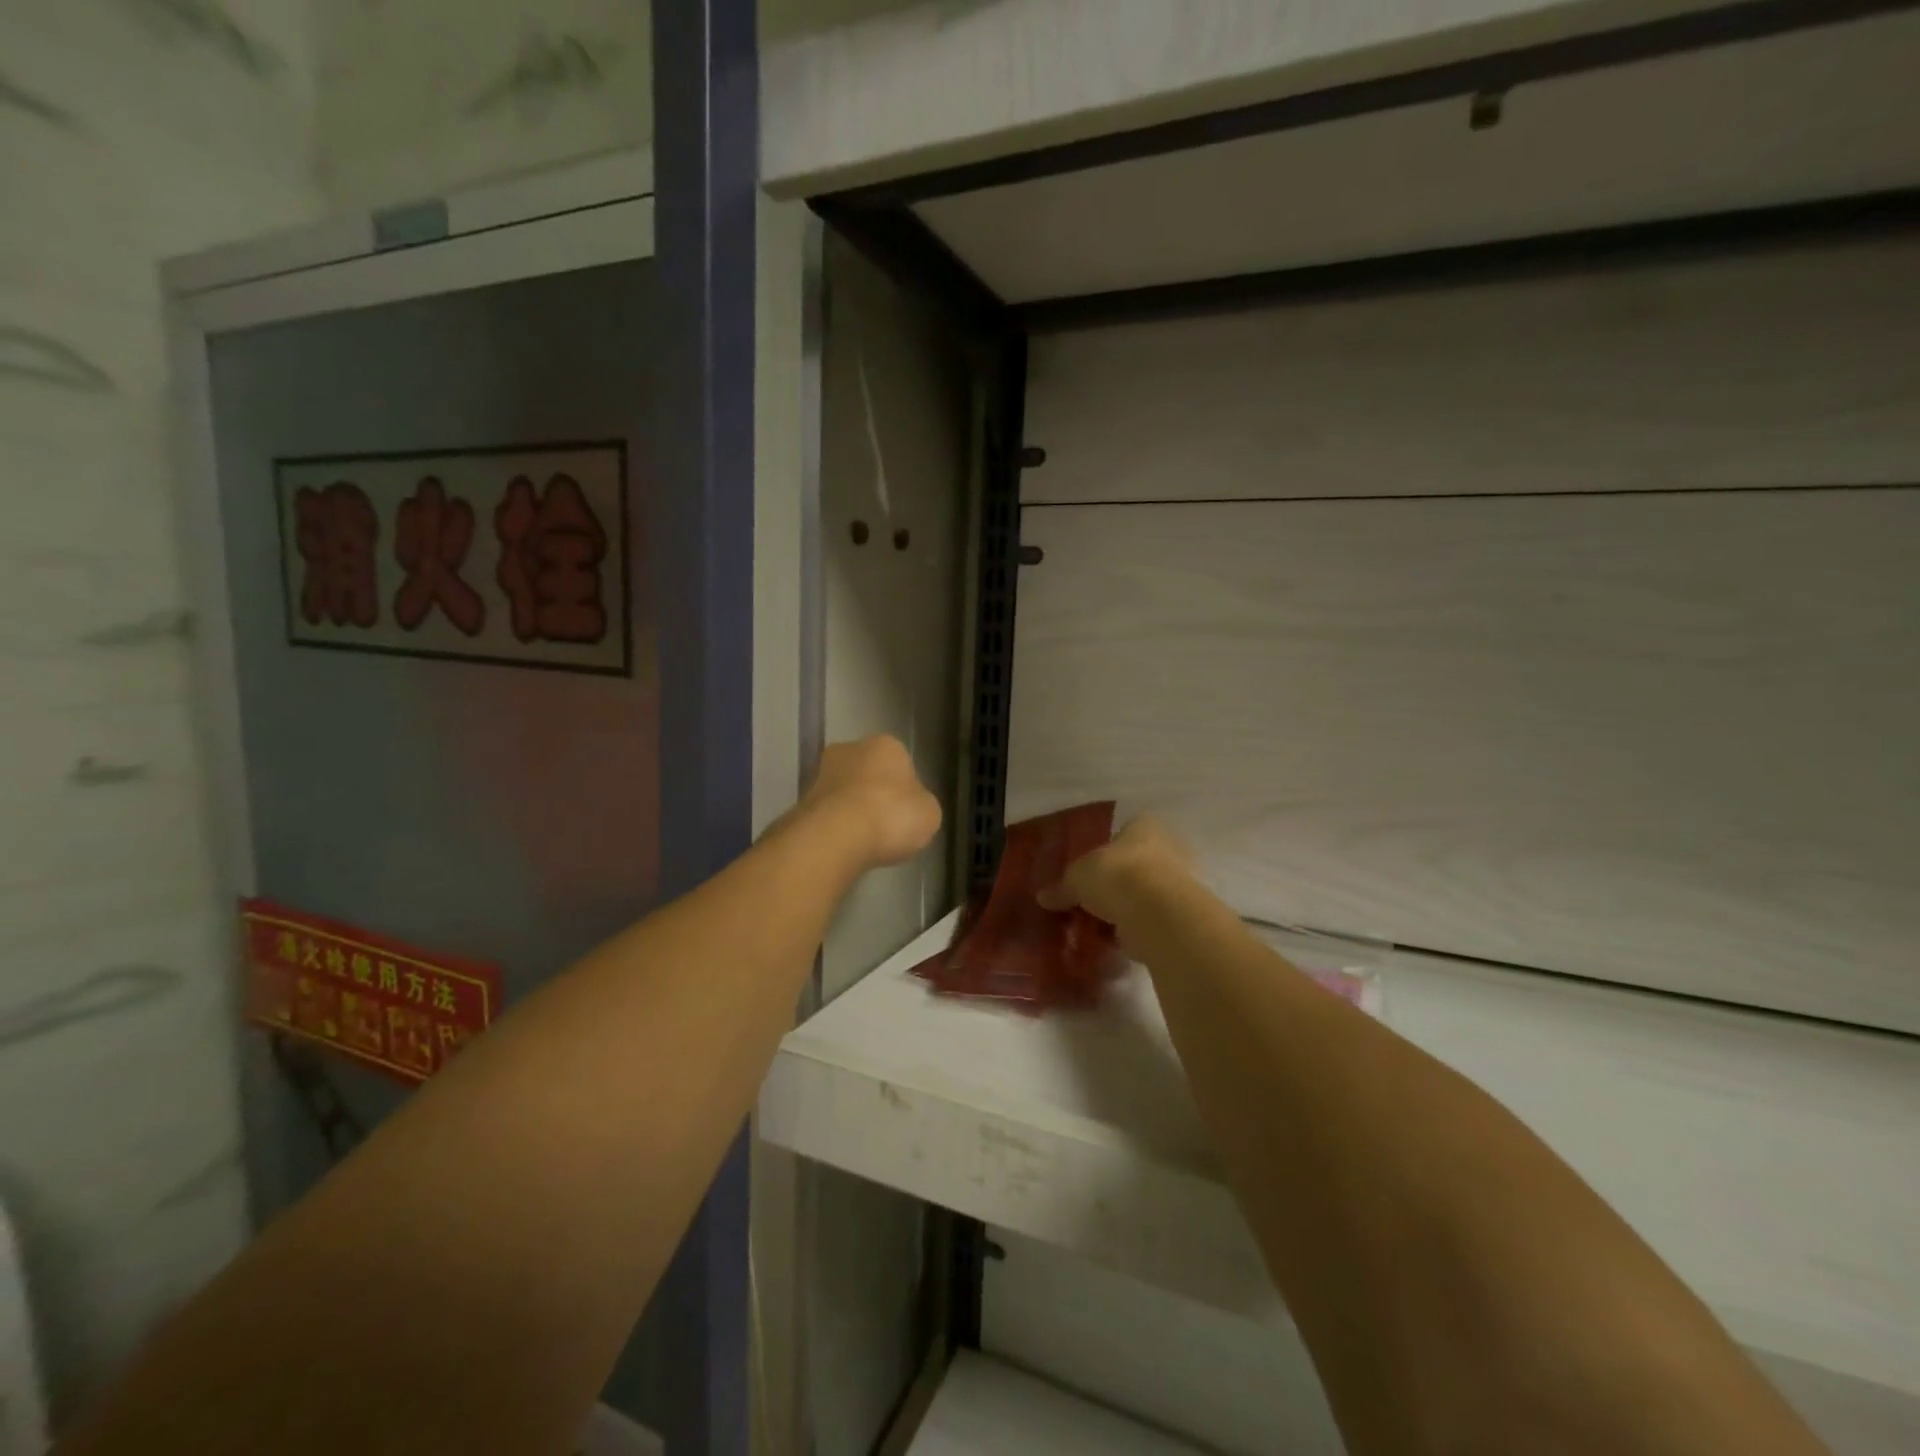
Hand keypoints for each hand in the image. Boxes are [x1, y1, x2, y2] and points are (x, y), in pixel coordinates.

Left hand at [797, 736, 942, 870]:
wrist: (835, 836)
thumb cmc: (891, 815)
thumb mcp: (928, 814)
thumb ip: (920, 805)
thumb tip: (911, 807)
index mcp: (887, 744)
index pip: (900, 762)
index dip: (905, 788)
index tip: (906, 812)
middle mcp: (850, 749)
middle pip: (867, 771)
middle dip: (873, 792)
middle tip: (884, 823)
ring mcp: (820, 772)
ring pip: (843, 790)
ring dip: (850, 809)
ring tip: (863, 840)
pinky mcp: (801, 799)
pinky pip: (826, 812)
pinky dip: (833, 826)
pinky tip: (842, 845)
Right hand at [1038, 815, 1192, 930]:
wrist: (1157, 914)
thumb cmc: (1117, 875)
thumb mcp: (1077, 877)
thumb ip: (1061, 887)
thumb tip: (1043, 897)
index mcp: (1144, 826)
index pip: (1123, 832)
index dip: (1104, 851)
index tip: (1086, 872)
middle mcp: (1167, 849)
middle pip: (1132, 865)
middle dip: (1112, 884)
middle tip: (1087, 901)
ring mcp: (1177, 884)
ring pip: (1140, 894)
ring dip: (1121, 909)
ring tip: (1094, 926)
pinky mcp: (1179, 916)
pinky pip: (1147, 919)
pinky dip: (1131, 929)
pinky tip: (1110, 941)